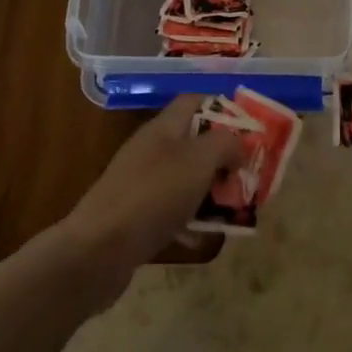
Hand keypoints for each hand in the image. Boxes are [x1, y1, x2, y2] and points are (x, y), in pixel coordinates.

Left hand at [57, 95, 244, 303]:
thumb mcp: (199, 160)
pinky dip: (192, 221)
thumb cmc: (154, 195)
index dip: (224, 109)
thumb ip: (225, 143)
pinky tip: (206, 238)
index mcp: (163, 128)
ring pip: (186, 179)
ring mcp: (142, 184)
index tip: (252, 131)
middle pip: (195, 143)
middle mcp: (152, 150)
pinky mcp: (137, 217)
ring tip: (237, 209)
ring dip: (212, 192)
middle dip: (224, 157)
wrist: (99, 250)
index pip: (196, 102)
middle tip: (250, 176)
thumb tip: (238, 146)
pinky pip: (173, 212)